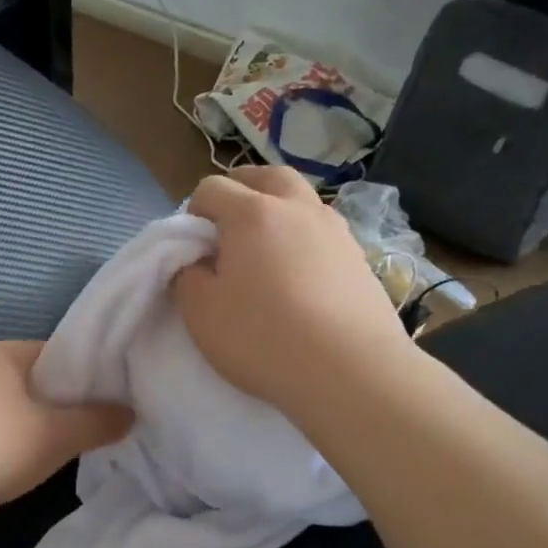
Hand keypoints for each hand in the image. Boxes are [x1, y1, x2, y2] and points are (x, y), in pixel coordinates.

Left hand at [0, 340, 132, 524]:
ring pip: (9, 408)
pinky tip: (19, 467)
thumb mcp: (56, 435)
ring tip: (63, 449)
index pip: (58, 353)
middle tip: (94, 426)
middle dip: (61, 403)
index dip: (88, 373)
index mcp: (4, 353)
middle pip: (34, 381)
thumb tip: (129, 414)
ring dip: (32, 426)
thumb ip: (97, 423)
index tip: (112, 397)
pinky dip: (5, 444)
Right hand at [173, 166, 411, 414]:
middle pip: (267, 176)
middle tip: (228, 225)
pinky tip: (298, 275)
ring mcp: (336, 231)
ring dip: (278, 211)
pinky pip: (323, 233)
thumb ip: (187, 277)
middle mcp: (297, 209)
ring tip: (265, 250)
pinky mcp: (359, 259)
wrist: (351, 372)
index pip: (213, 188)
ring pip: (301, 201)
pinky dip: (303, 239)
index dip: (194, 211)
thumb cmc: (263, 337)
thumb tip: (196, 262)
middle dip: (242, 189)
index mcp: (252, 213)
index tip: (192, 246)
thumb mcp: (201, 312)